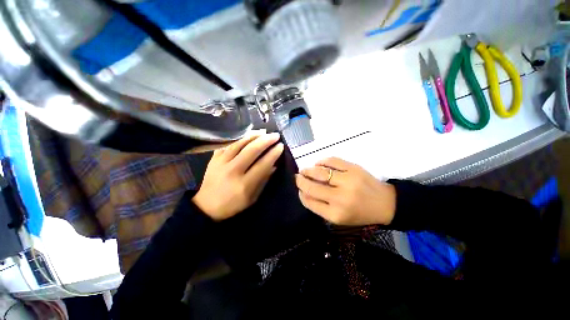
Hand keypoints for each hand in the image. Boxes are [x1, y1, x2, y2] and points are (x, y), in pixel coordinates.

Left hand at [192, 133, 283, 220]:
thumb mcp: (252, 197)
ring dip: (253, 136)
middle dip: (265, 141)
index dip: (273, 154)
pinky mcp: (214, 158)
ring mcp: (221, 163)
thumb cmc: (233, 204)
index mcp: (244, 184)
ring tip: (263, 132)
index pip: (262, 164)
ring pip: (239, 144)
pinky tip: (247, 135)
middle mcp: (233, 171)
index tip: (281, 146)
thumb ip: (263, 180)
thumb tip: (274, 165)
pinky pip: (227, 144)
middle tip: (275, 135)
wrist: (207, 206)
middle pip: (251, 151)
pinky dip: (238, 138)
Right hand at [296, 157, 395, 225]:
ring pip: (319, 172)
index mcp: (336, 214)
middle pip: (312, 187)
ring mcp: (348, 181)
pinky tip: (318, 164)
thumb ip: (320, 206)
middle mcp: (340, 198)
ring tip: (305, 170)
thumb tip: (304, 191)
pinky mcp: (354, 168)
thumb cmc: (360, 213)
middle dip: (300, 181)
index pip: (310, 202)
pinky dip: (321, 162)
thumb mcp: (338, 218)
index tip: (298, 189)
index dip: (301, 194)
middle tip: (297, 177)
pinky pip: (331, 161)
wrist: (385, 203)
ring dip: (308, 170)